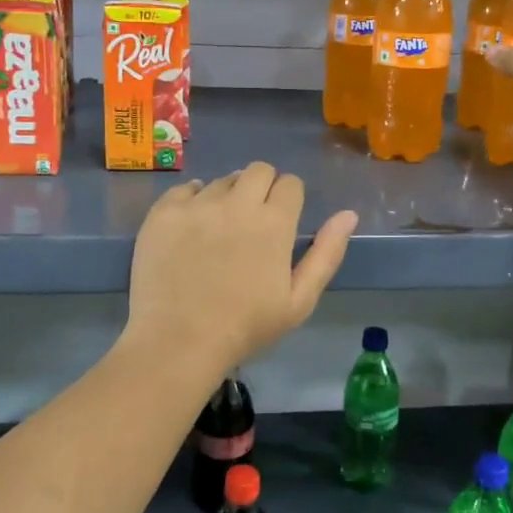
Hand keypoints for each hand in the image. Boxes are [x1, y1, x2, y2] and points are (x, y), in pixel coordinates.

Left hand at [124, 163, 356, 372]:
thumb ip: (326, 254)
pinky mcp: (163, 213)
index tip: (281, 223)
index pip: (290, 183)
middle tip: (253, 222)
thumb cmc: (245, 328)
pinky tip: (191, 227)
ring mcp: (196, 205)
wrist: (178, 343)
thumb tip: (348, 214)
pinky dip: (192, 201)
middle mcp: (237, 202)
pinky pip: (184, 189)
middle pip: (258, 170)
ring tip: (219, 231)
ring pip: (221, 180)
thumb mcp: (299, 301)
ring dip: (228, 196)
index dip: (289, 200)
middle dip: (262, 187)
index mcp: (274, 222)